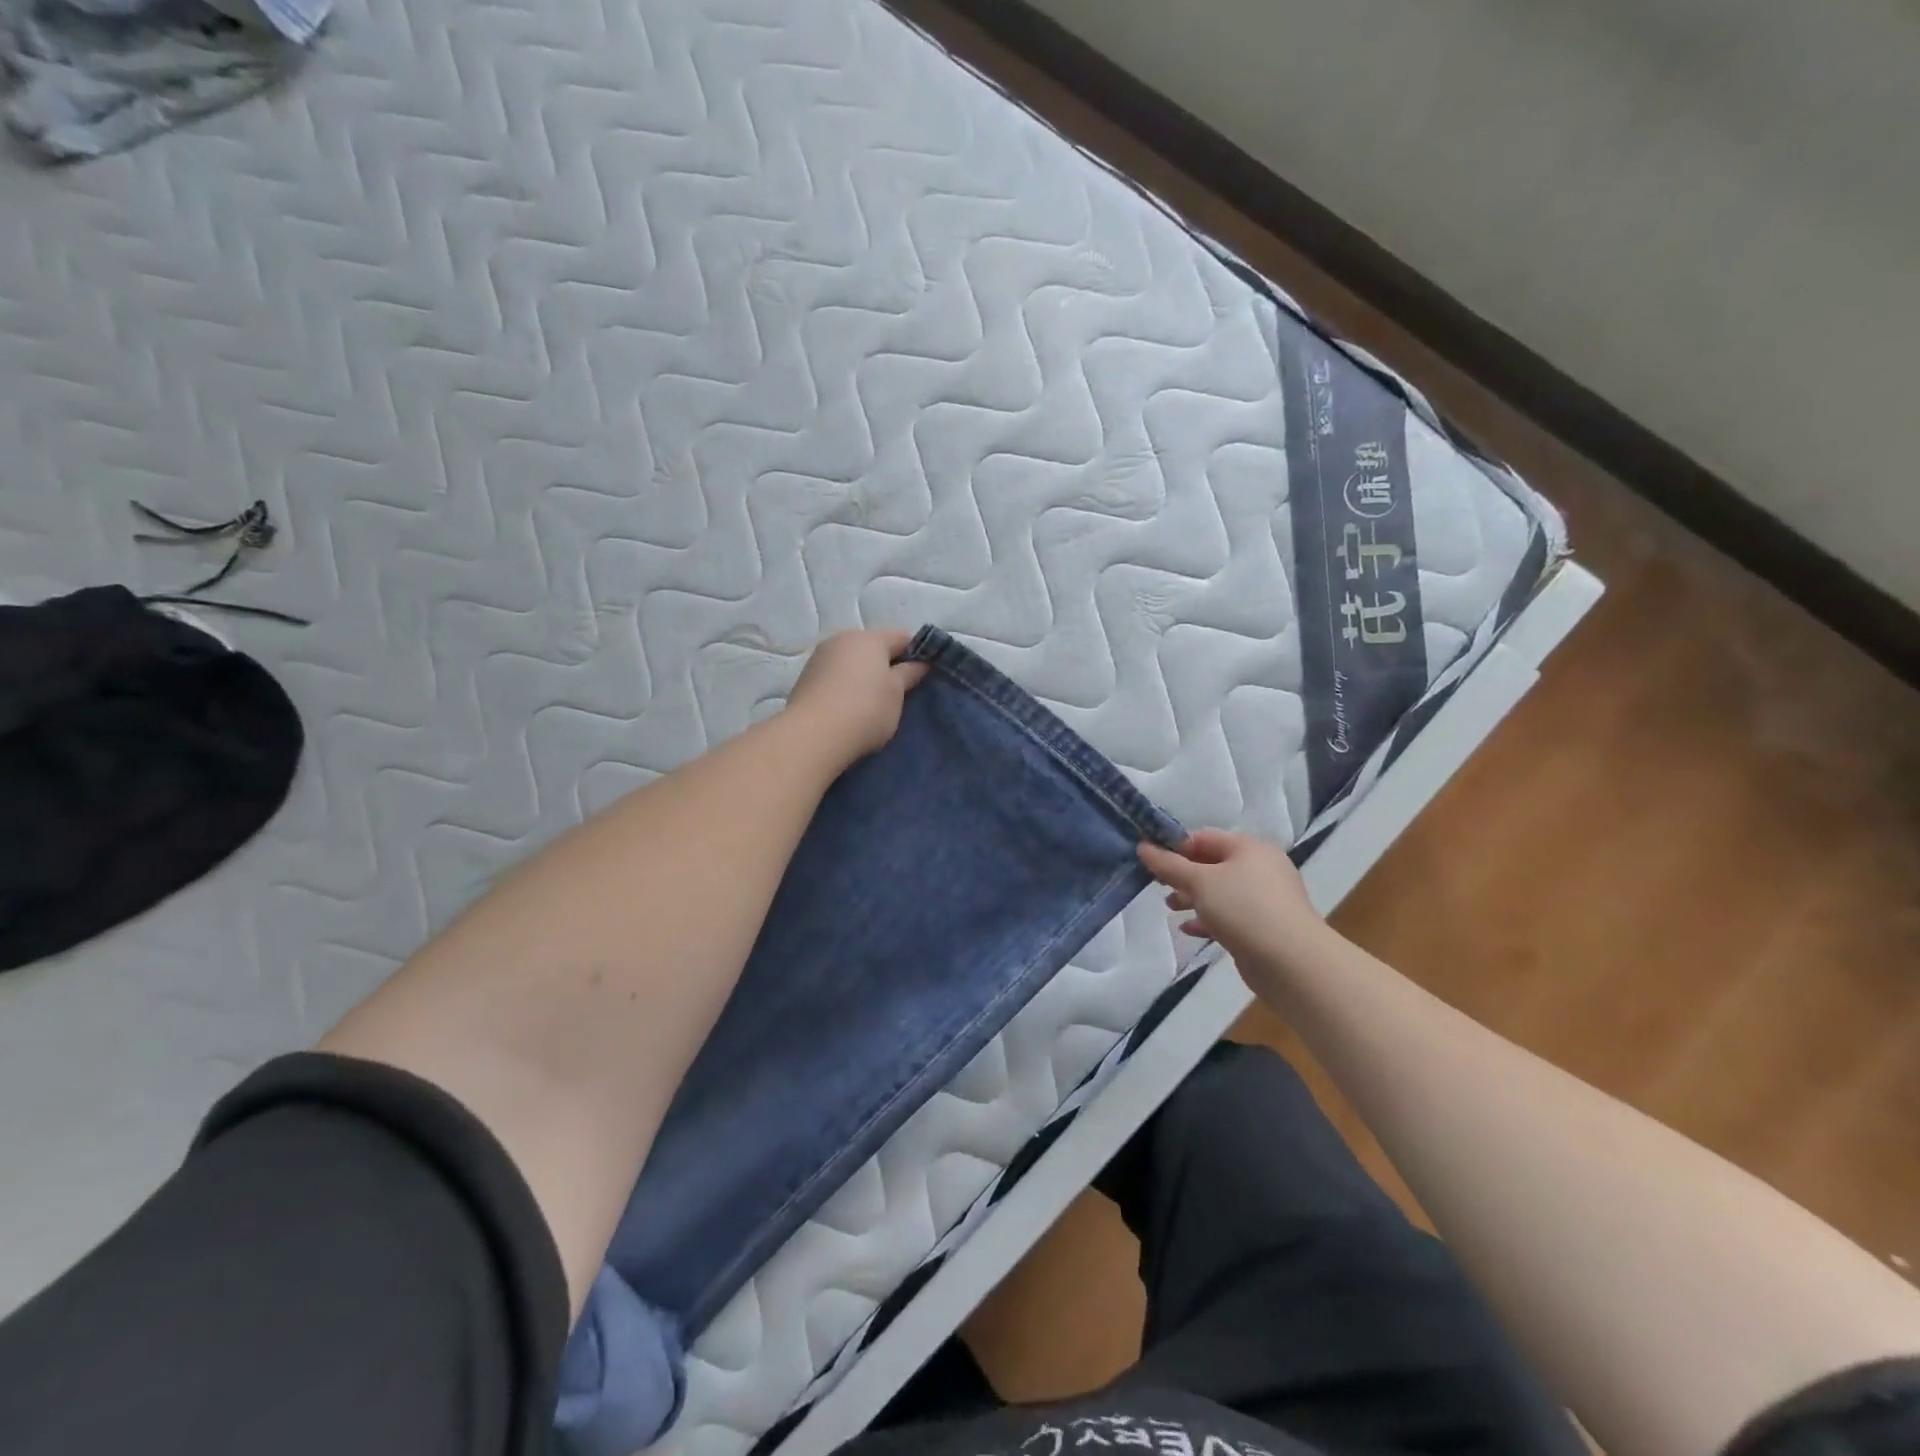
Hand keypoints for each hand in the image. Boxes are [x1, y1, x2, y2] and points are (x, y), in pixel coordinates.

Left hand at [786, 628, 929, 765]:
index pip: (902, 637)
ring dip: (863, 675)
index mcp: (869, 638)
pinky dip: (844, 685)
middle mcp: (842, 639)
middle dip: (887, 664)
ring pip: (851, 661)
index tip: (922, 676)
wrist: (813, 735)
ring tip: (871, 703)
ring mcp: (820, 657)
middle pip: (873, 647)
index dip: (916, 654)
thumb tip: (920, 663)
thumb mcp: (896, 694)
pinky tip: (848, 708)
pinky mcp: (805, 678)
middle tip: (897, 693)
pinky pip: (834, 675)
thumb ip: (909, 674)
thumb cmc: (866, 710)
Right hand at [1138, 830, 1326, 972]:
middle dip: (1183, 875)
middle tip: (1158, 886)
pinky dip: (1208, 919)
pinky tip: (1188, 929)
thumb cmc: (1243, 908)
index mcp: (1249, 848)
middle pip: (1213, 864)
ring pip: (1221, 892)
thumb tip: (1143, 846)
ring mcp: (1265, 899)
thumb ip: (1169, 865)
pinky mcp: (1265, 927)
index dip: (1175, 846)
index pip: (1204, 838)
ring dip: (1193, 898)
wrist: (1291, 962)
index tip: (1151, 861)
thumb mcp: (1199, 882)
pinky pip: (1230, 916)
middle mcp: (1261, 868)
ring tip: (1169, 907)